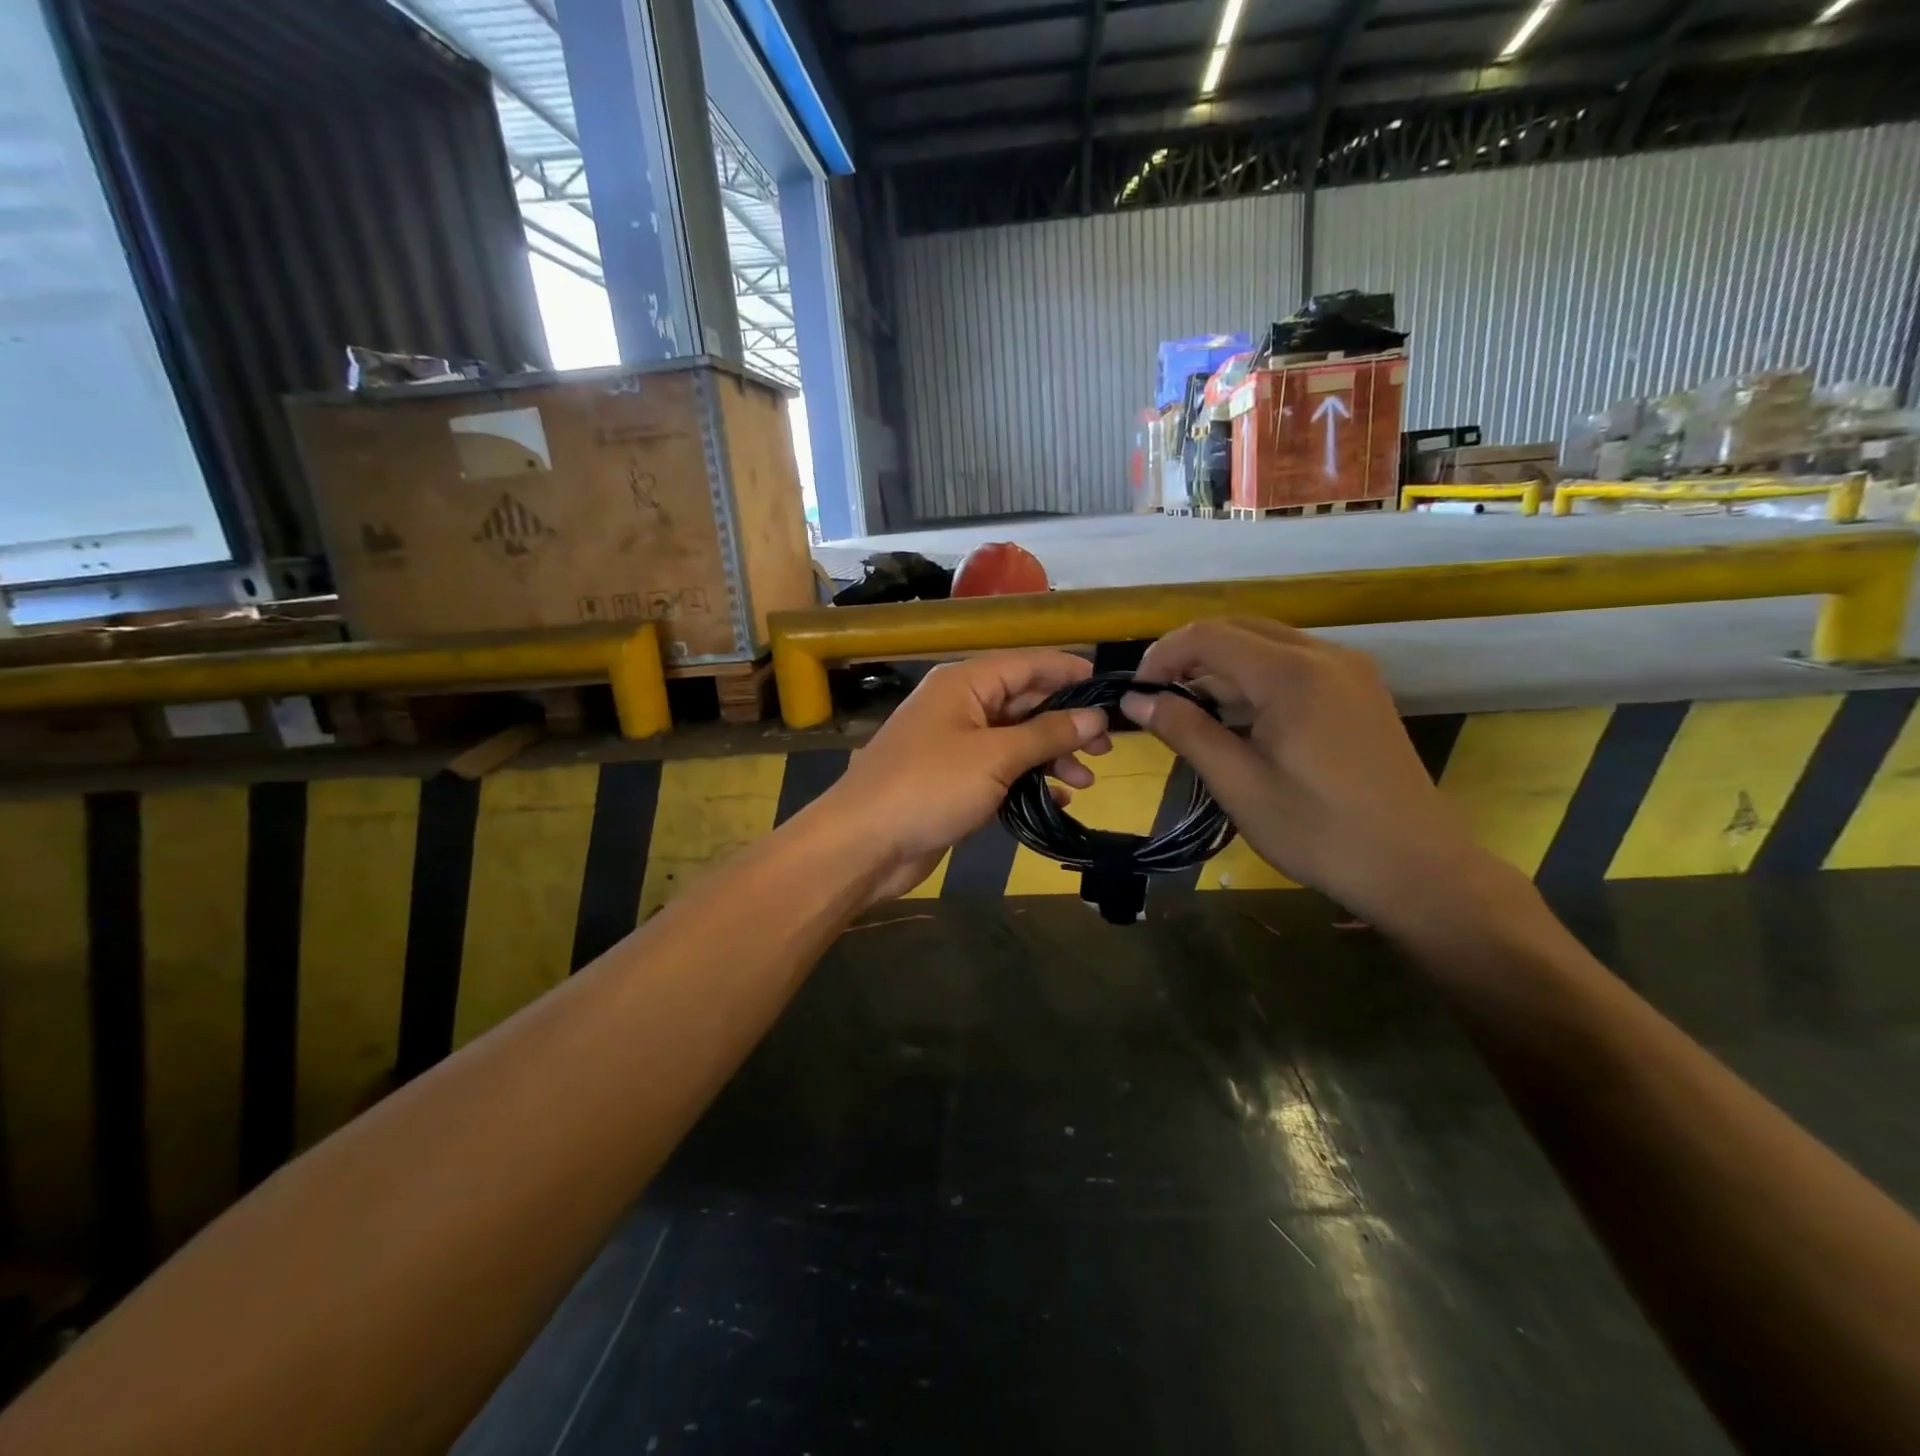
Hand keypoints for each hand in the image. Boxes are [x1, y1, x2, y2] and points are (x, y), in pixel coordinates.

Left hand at [818, 651, 1112, 899]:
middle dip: (1066, 723)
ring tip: (1087, 781)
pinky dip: (1029, 783)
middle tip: (1108, 747)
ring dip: (1052, 757)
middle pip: (1025, 703)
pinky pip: (1002, 772)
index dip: (1069, 672)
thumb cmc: (928, 788)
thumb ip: (1047, 734)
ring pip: (1017, 740)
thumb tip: (1095, 716)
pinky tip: (1057, 801)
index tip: (1111, 689)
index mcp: (965, 683)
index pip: (1027, 664)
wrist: (863, 844)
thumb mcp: (994, 757)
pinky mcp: (955, 782)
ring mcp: (957, 746)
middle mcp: (961, 706)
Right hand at [1121, 619, 1483, 927]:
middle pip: (1238, 629)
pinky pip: (1293, 665)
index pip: (1209, 635)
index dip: (1163, 655)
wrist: (1415, 866)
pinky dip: (1255, 680)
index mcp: (1292, 675)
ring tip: (1190, 713)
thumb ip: (1185, 731)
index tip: (1137, 692)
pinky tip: (1238, 719)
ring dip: (1222, 668)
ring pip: (1266, 645)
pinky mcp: (1358, 691)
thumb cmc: (1318, 831)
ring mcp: (1348, 671)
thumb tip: (1136, 701)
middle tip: (1157, 699)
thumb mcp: (1239, 784)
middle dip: (1189, 656)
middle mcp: (1324, 656)